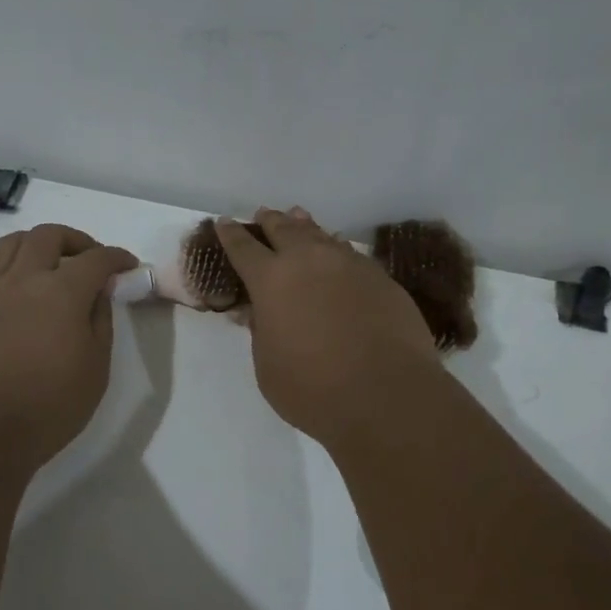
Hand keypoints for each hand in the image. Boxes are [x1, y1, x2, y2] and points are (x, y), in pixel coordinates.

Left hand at [0, 224, 139, 470]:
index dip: (116, 257)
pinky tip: (3, 278)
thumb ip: (100, 320)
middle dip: (75, 240)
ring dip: (33, 244)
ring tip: (46, 263)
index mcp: (62, 292)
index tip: (127, 266)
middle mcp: (23, 280)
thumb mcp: (96, 367)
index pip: (95, 259)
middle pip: (47, 236)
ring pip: (7, 244)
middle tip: (89, 259)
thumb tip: (98, 291)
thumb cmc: (50, 406)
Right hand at [215, 207, 441, 447]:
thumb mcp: (268, 365)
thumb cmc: (313, 388)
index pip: (243, 248)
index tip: (223, 222)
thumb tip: (257, 311)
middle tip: (263, 214)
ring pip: (321, 235)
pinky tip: (337, 250)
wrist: (387, 394)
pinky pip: (350, 253)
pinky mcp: (381, 278)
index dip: (230, 234)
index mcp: (271, 280)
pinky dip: (336, 248)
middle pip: (284, 229)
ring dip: (305, 227)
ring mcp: (349, 265)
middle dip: (270, 221)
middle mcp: (309, 261)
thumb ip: (261, 331)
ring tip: (298, 218)